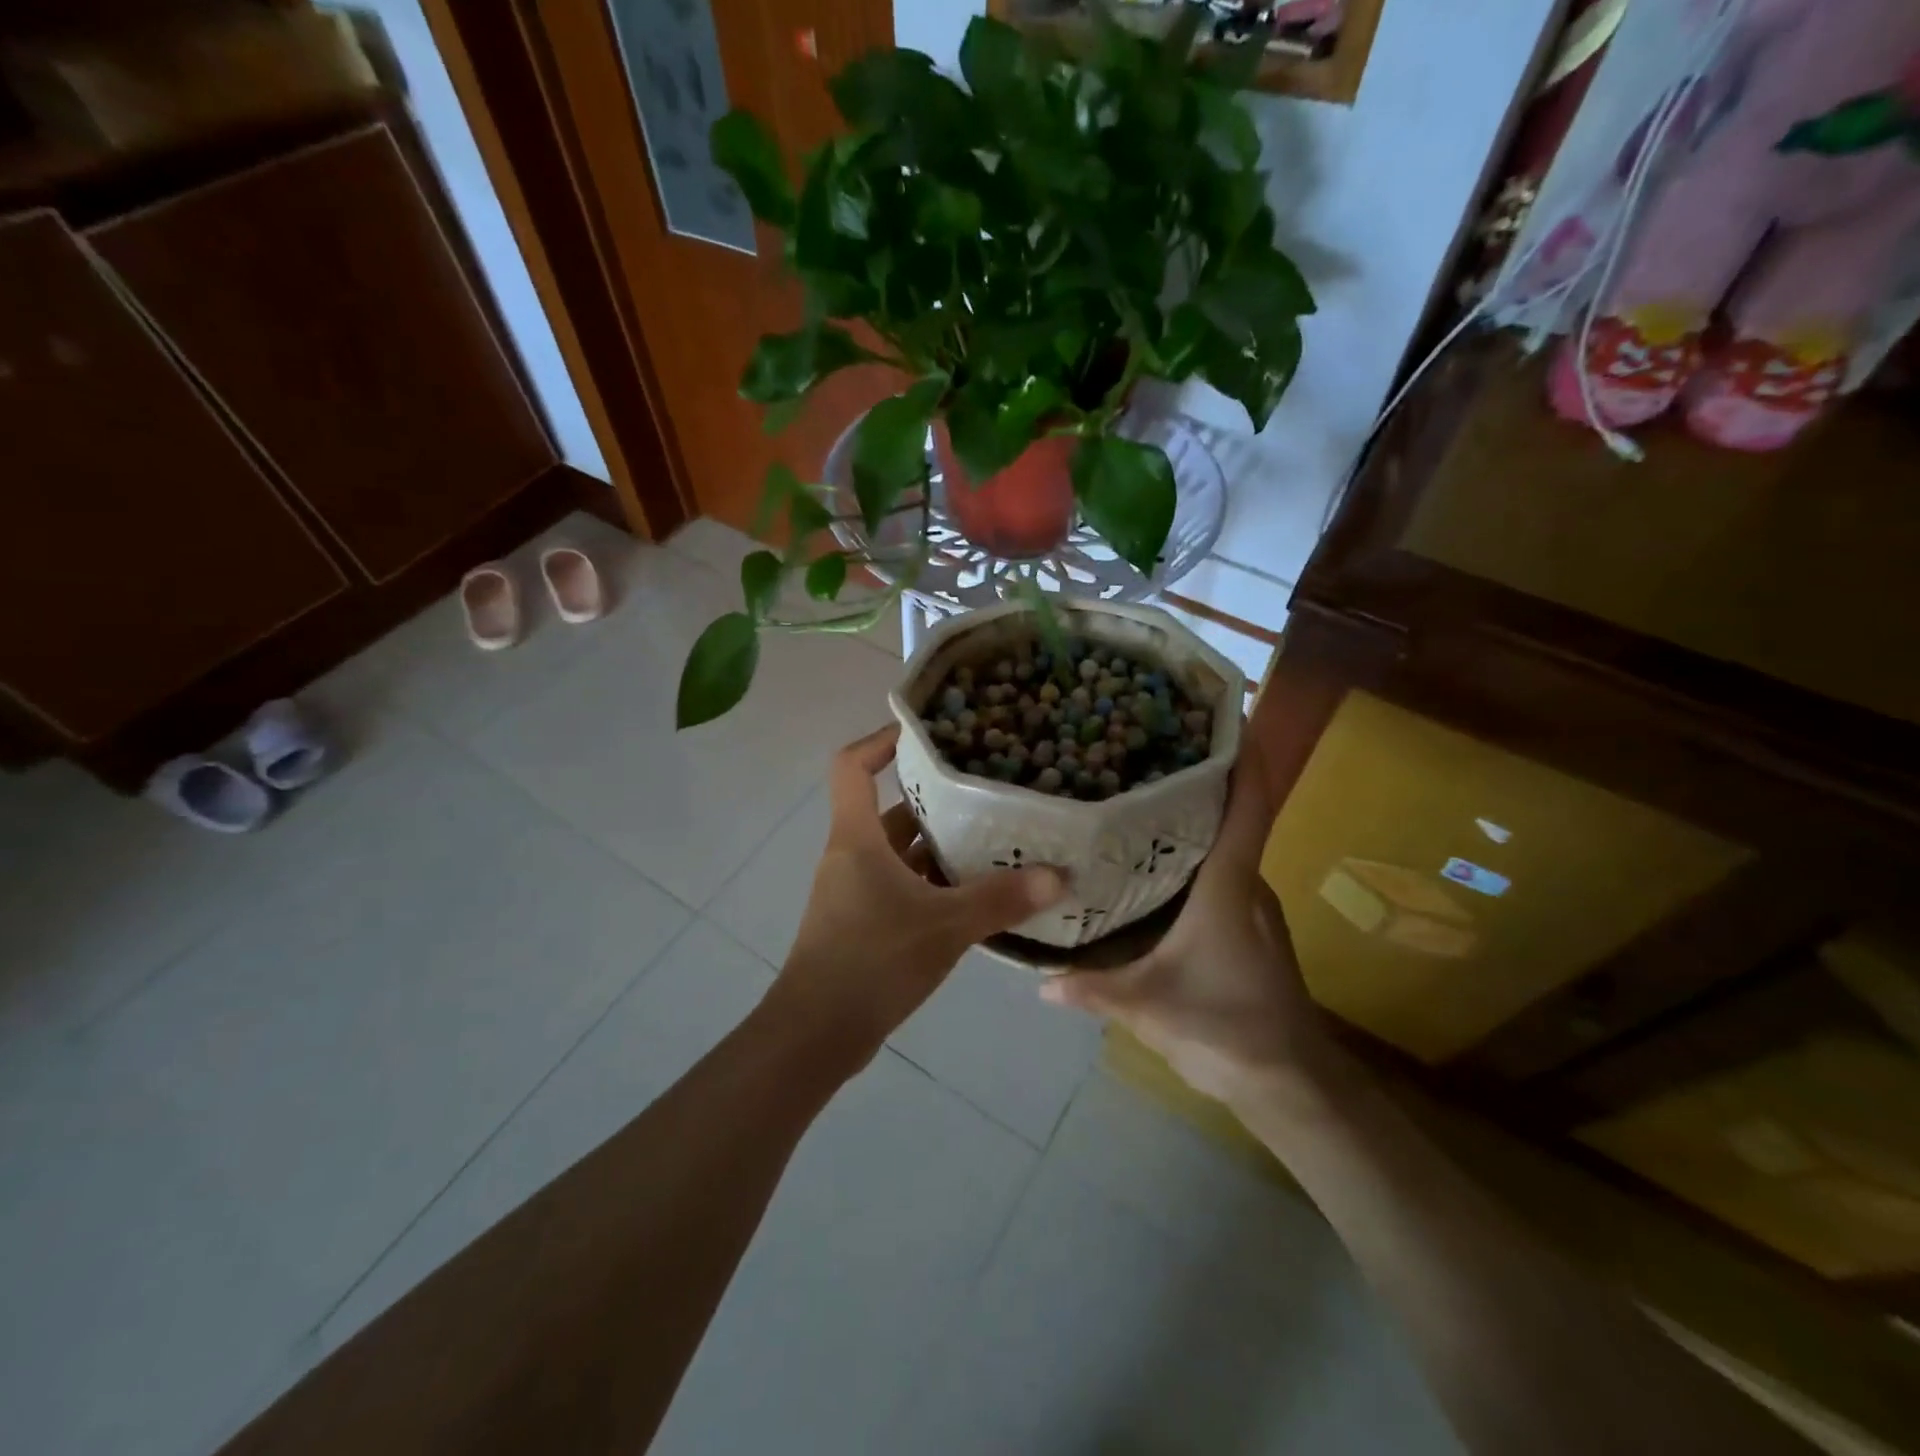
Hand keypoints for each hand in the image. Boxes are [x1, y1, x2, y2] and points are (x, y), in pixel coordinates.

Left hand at [770, 725, 1068, 1070]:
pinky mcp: (863, 924)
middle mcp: (851, 856)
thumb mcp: (944, 926)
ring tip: (995, 842)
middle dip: (934, 800)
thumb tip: (1057, 876)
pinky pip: (902, 887)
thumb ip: (1000, 900)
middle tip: (987, 791)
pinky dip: (934, 885)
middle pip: (890, 810)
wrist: (817, 1034)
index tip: (924, 733)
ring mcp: (854, 892)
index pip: (852, 766)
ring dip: (940, 848)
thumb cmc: (871, 961)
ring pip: (900, 854)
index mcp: (857, 838)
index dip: (881, 740)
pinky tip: (976, 897)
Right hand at [1039, 738, 1344, 1106]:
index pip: (1248, 806)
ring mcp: (1251, 904)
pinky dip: (1193, 850)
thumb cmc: (1227, 1030)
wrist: (1291, 1085)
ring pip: (1226, 843)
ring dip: (1196, 813)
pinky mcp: (1247, 924)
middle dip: (1202, 774)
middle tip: (1146, 746)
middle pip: (1235, 813)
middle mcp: (1246, 883)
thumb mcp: (1149, 1008)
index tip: (1228, 712)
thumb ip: (1092, 990)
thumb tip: (1037, 980)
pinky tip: (1150, 858)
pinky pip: (1220, 870)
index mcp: (1227, 885)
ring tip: (1138, 792)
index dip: (1245, 756)